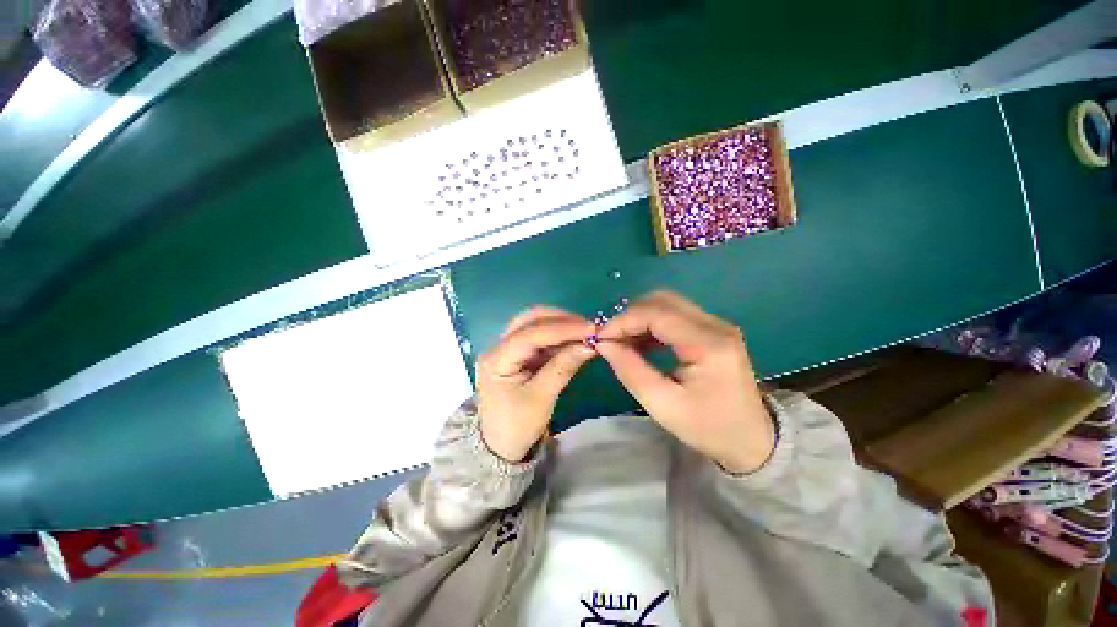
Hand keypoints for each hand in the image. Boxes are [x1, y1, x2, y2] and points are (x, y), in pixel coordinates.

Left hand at [476, 307, 596, 462]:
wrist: (501, 446)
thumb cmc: (517, 426)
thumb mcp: (542, 398)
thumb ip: (563, 367)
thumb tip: (589, 344)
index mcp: (496, 359)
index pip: (530, 334)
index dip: (562, 328)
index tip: (591, 328)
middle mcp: (498, 347)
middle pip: (530, 320)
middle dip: (561, 320)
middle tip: (589, 327)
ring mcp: (508, 348)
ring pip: (535, 325)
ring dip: (561, 325)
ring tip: (586, 332)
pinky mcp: (519, 354)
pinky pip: (540, 338)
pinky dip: (558, 337)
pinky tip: (575, 340)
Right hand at [595, 291, 774, 473]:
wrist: (752, 439)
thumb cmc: (708, 427)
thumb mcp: (662, 405)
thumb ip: (630, 370)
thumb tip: (604, 343)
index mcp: (708, 344)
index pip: (657, 313)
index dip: (623, 320)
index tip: (601, 338)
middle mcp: (715, 324)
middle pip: (662, 300)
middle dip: (630, 315)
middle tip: (611, 339)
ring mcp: (716, 324)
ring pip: (667, 303)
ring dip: (639, 317)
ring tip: (622, 341)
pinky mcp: (712, 329)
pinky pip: (674, 314)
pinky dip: (651, 323)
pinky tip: (640, 342)